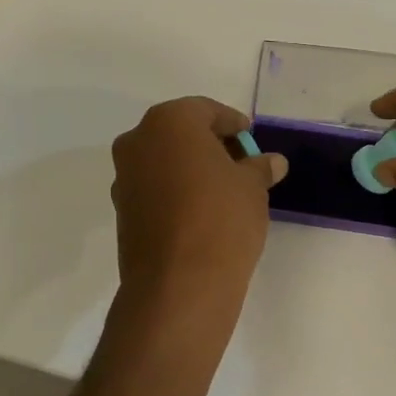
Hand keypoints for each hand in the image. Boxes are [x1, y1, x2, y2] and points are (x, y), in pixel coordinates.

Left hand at [110, 98, 287, 300]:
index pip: (206, 111)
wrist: (179, 284)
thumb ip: (260, 167)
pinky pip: (155, 189)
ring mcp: (124, 178)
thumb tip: (272, 162)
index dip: (234, 125)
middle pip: (181, 134)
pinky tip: (202, 213)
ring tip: (224, 192)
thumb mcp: (253, 187)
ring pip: (165, 162)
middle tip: (242, 165)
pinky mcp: (122, 211)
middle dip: (211, 146)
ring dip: (191, 169)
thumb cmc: (221, 219)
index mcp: (170, 122)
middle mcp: (138, 141)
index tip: (252, 141)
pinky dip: (176, 192)